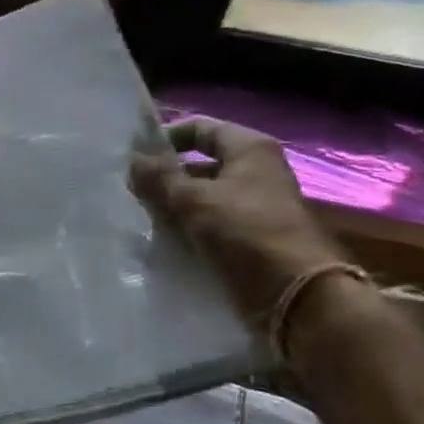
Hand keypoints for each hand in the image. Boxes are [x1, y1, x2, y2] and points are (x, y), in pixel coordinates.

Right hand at [131, 118, 350, 321]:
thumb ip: (160, 178)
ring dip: (171, 207)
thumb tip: (132, 160)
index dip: (166, 138)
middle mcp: (254, 173)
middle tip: (129, 192)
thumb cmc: (246, 233)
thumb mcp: (195, 200)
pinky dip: (184, 231)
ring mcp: (252, 207)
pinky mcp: (247, 239)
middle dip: (164, 178)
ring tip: (137, 219)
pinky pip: (207, 226)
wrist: (294, 295)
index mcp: (250, 150)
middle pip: (199, 165)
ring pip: (200, 199)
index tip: (133, 156)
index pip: (200, 129)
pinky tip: (158, 242)